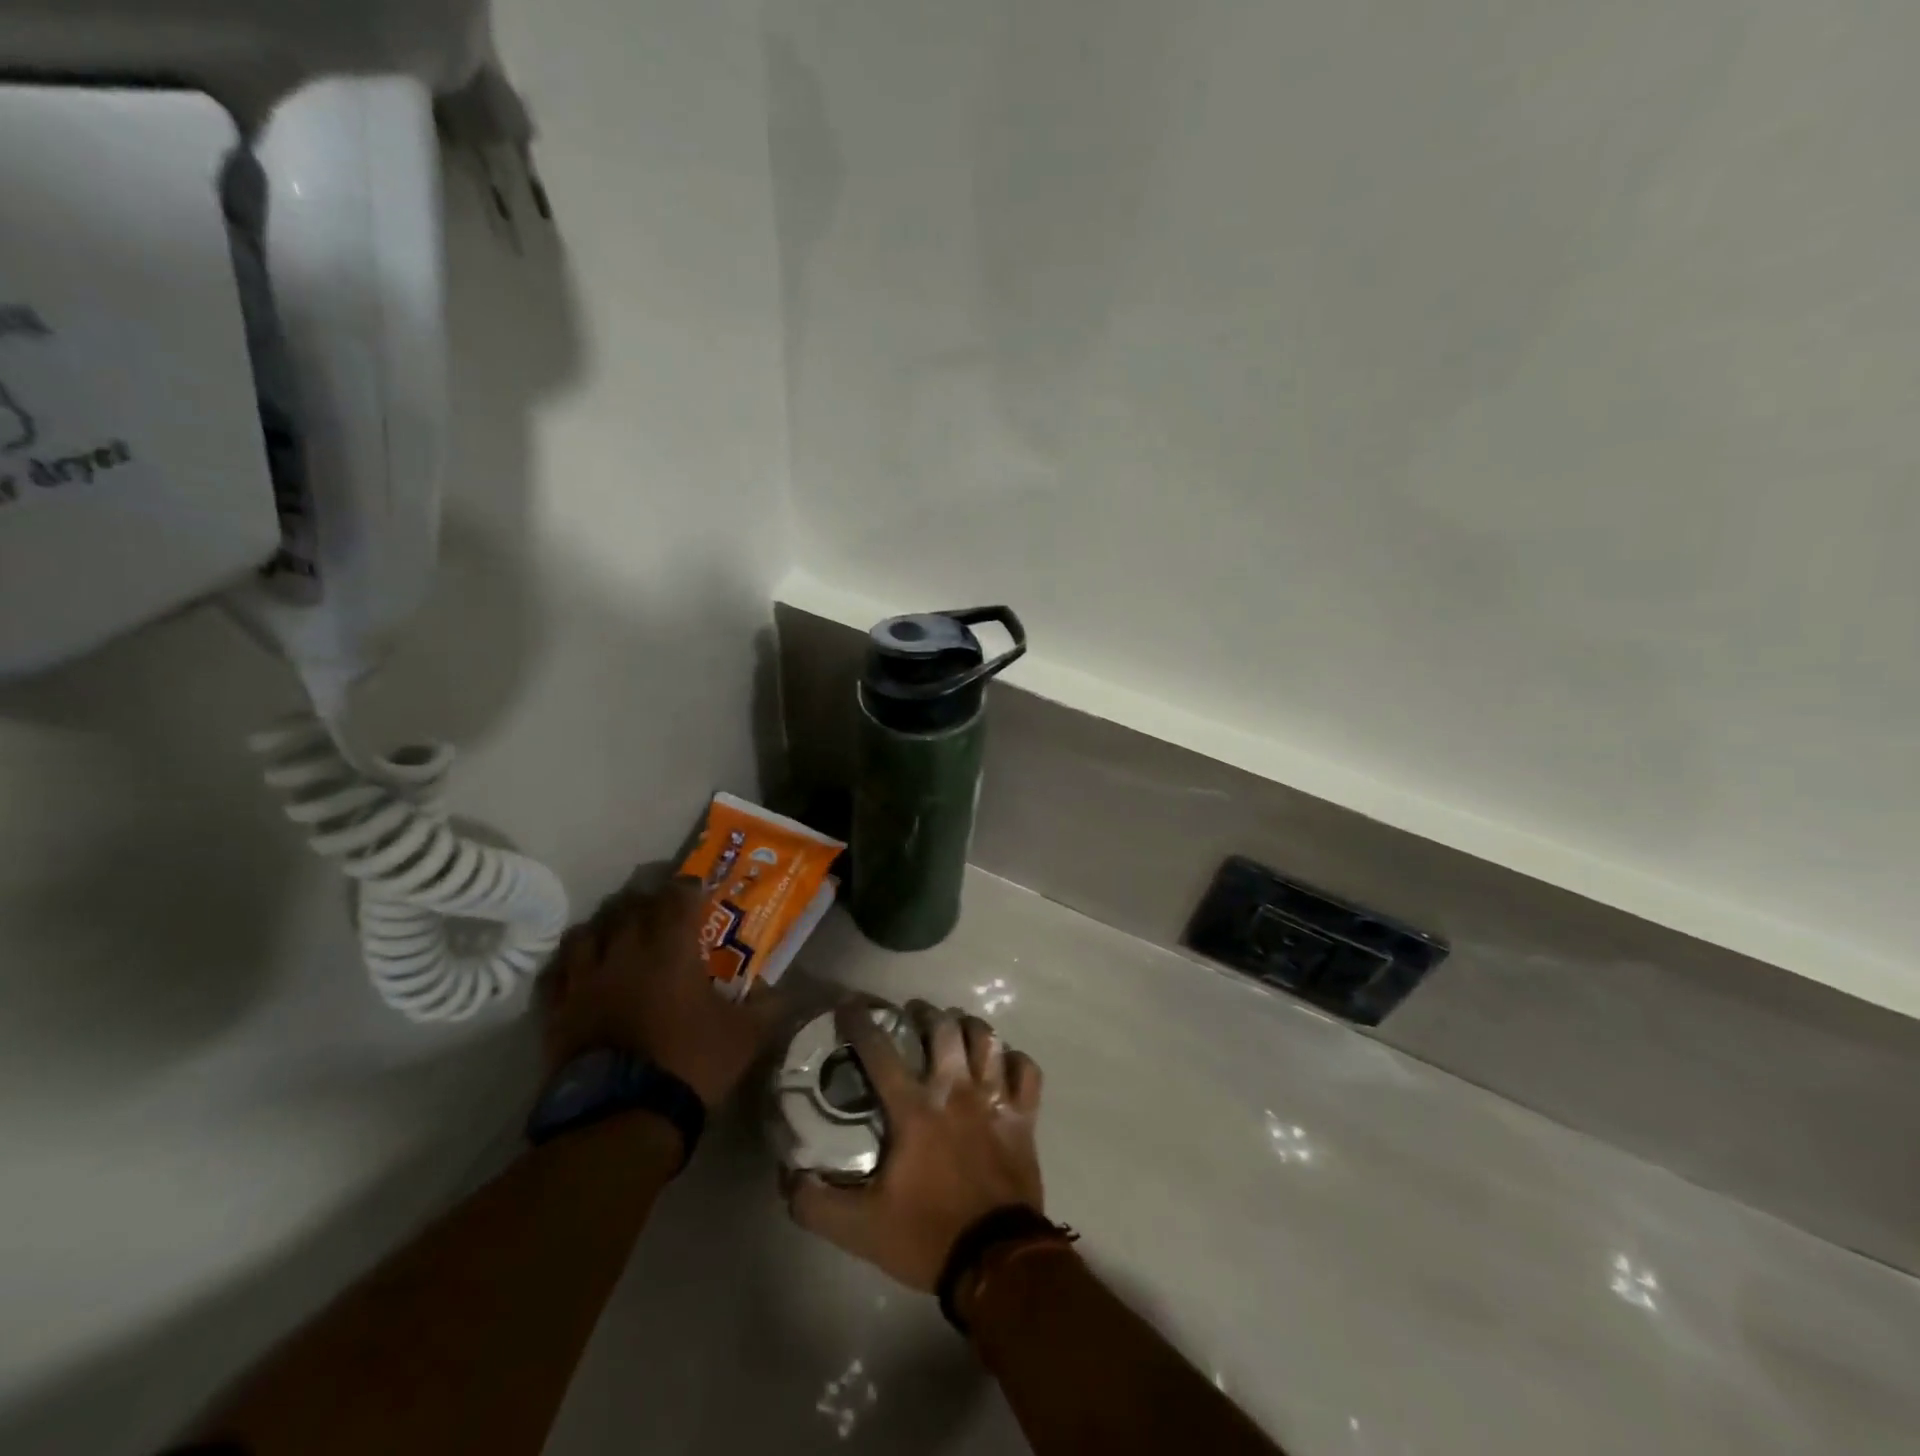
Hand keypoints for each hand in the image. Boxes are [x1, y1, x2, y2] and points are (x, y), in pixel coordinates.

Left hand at [541, 877, 783, 1108]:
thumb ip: (766, 1006)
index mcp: (671, 948)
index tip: (699, 892)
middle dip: (649, 902)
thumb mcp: (745, 1036)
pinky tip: (581, 968)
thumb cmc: (690, 1065)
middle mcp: (624, 951)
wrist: (621, 1119)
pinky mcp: (557, 1009)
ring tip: (619, 933)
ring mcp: (585, 979)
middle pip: (631, 906)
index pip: (677, 897)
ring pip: (588, 931)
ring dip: (607, 926)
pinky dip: (571, 961)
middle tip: (663, 911)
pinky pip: (558, 970)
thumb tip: (777, 991)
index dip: (689, 888)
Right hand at [788, 1000, 1045, 1291]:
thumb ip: (815, 1202)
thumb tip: (787, 1174)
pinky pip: (1027, 1070)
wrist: (995, 1262)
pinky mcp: (1024, 1116)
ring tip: (956, 1028)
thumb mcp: (858, 1229)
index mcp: (915, 1110)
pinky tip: (1002, 1063)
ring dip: (968, 1026)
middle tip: (912, 1016)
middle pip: (942, 1028)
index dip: (861, 1023)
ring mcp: (994, 1099)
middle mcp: (956, 1091)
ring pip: (986, 1038)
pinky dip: (1014, 1060)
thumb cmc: (926, 1237)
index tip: (849, 1005)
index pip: (881, 1052)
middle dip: (924, 1013)